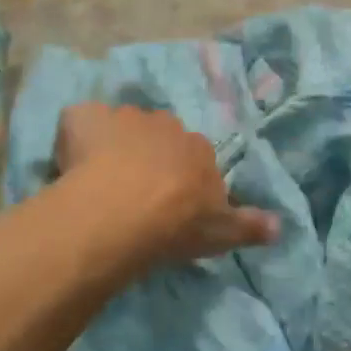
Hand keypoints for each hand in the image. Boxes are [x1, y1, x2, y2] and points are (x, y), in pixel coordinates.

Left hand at [55, 103, 276, 265]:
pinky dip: (76, 135)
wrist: (122, 212)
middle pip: (159, 136)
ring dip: (114, 145)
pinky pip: (81, 121)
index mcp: (199, 148)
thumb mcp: (220, 233)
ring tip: (99, 182)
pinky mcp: (85, 118)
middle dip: (149, 156)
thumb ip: (250, 226)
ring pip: (120, 127)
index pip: (194, 157)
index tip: (170, 204)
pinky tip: (69, 163)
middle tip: (134, 193)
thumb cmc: (175, 224)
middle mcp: (166, 124)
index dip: (181, 178)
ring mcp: (124, 117)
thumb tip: (281, 225)